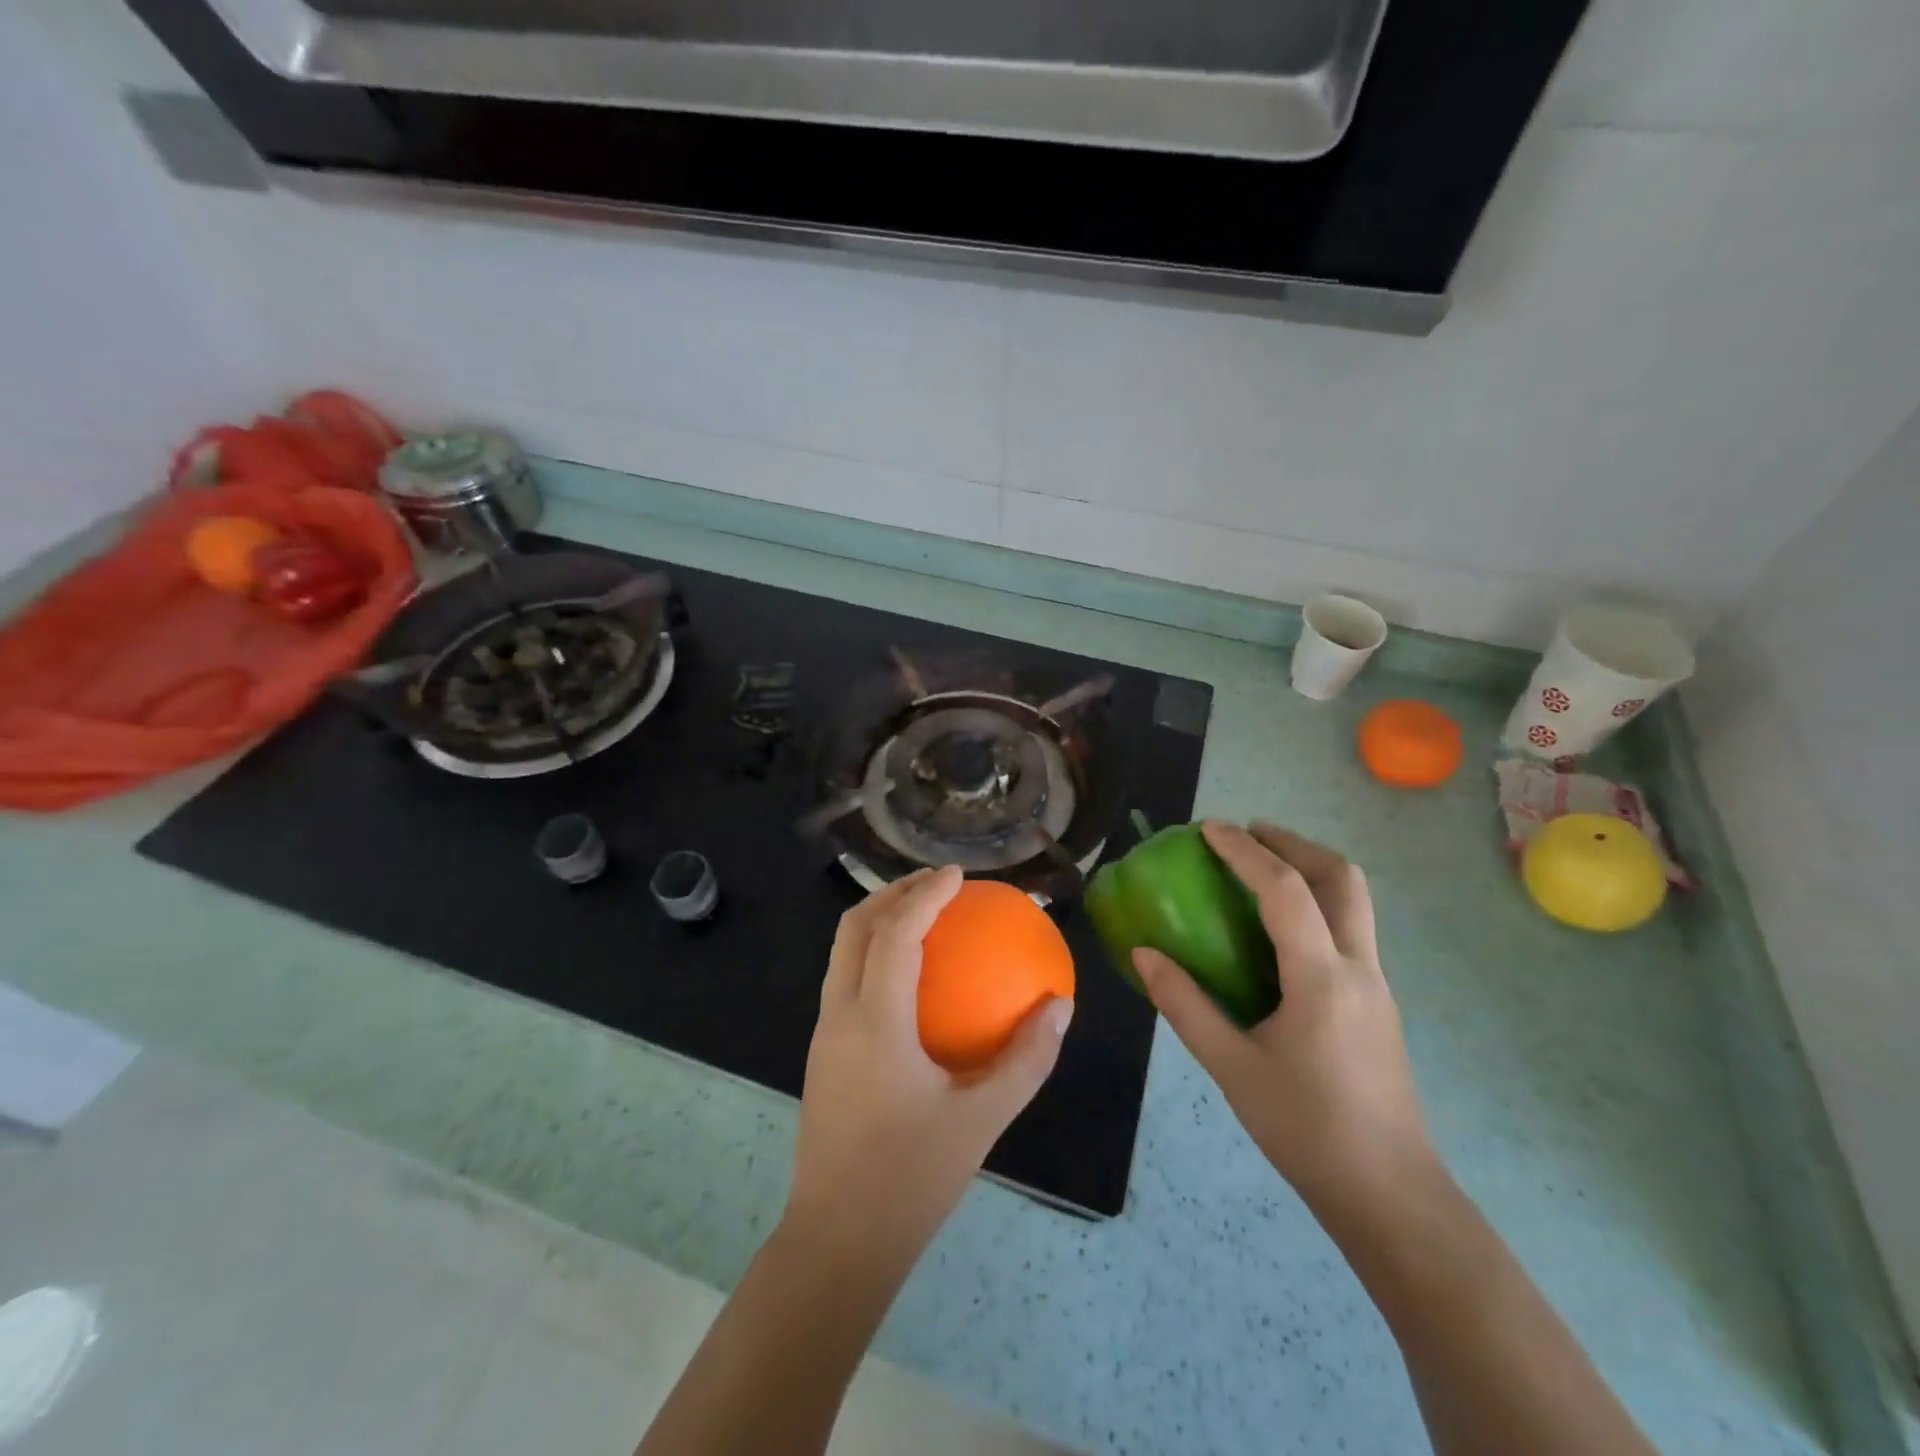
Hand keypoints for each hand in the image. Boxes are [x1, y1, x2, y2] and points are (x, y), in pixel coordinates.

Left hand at [786, 866, 1073, 1261]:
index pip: (896, 933)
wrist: (837, 1242)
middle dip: (893, 892)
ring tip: (923, 915)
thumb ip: (1026, 1058)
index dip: (925, 894)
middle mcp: (839, 1014)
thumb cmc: (911, 1179)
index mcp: (874, 1021)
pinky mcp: (821, 1052)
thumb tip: (1060, 1006)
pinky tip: (911, 976)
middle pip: (854, 927)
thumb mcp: (982, 1120)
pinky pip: (844, 978)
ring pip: (841, 951)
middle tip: (938, 884)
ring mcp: (823, 1032)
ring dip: (878, 919)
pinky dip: (873, 953)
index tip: (958, 874)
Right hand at [1133, 821, 1436, 1214]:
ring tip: (1261, 868)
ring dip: (1310, 868)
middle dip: (1293, 843)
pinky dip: (1316, 901)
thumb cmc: (1306, 1129)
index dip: (1245, 852)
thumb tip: (1143, 953)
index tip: (1209, 829)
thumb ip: (1184, 1004)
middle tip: (1247, 835)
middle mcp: (1359, 968)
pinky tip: (1280, 930)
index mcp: (1321, 978)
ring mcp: (1376, 984)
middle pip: (1341, 878)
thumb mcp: (1231, 1067)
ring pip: (1354, 900)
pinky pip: (1350, 927)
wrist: (1390, 1194)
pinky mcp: (1377, 1002)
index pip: (1285, 891)